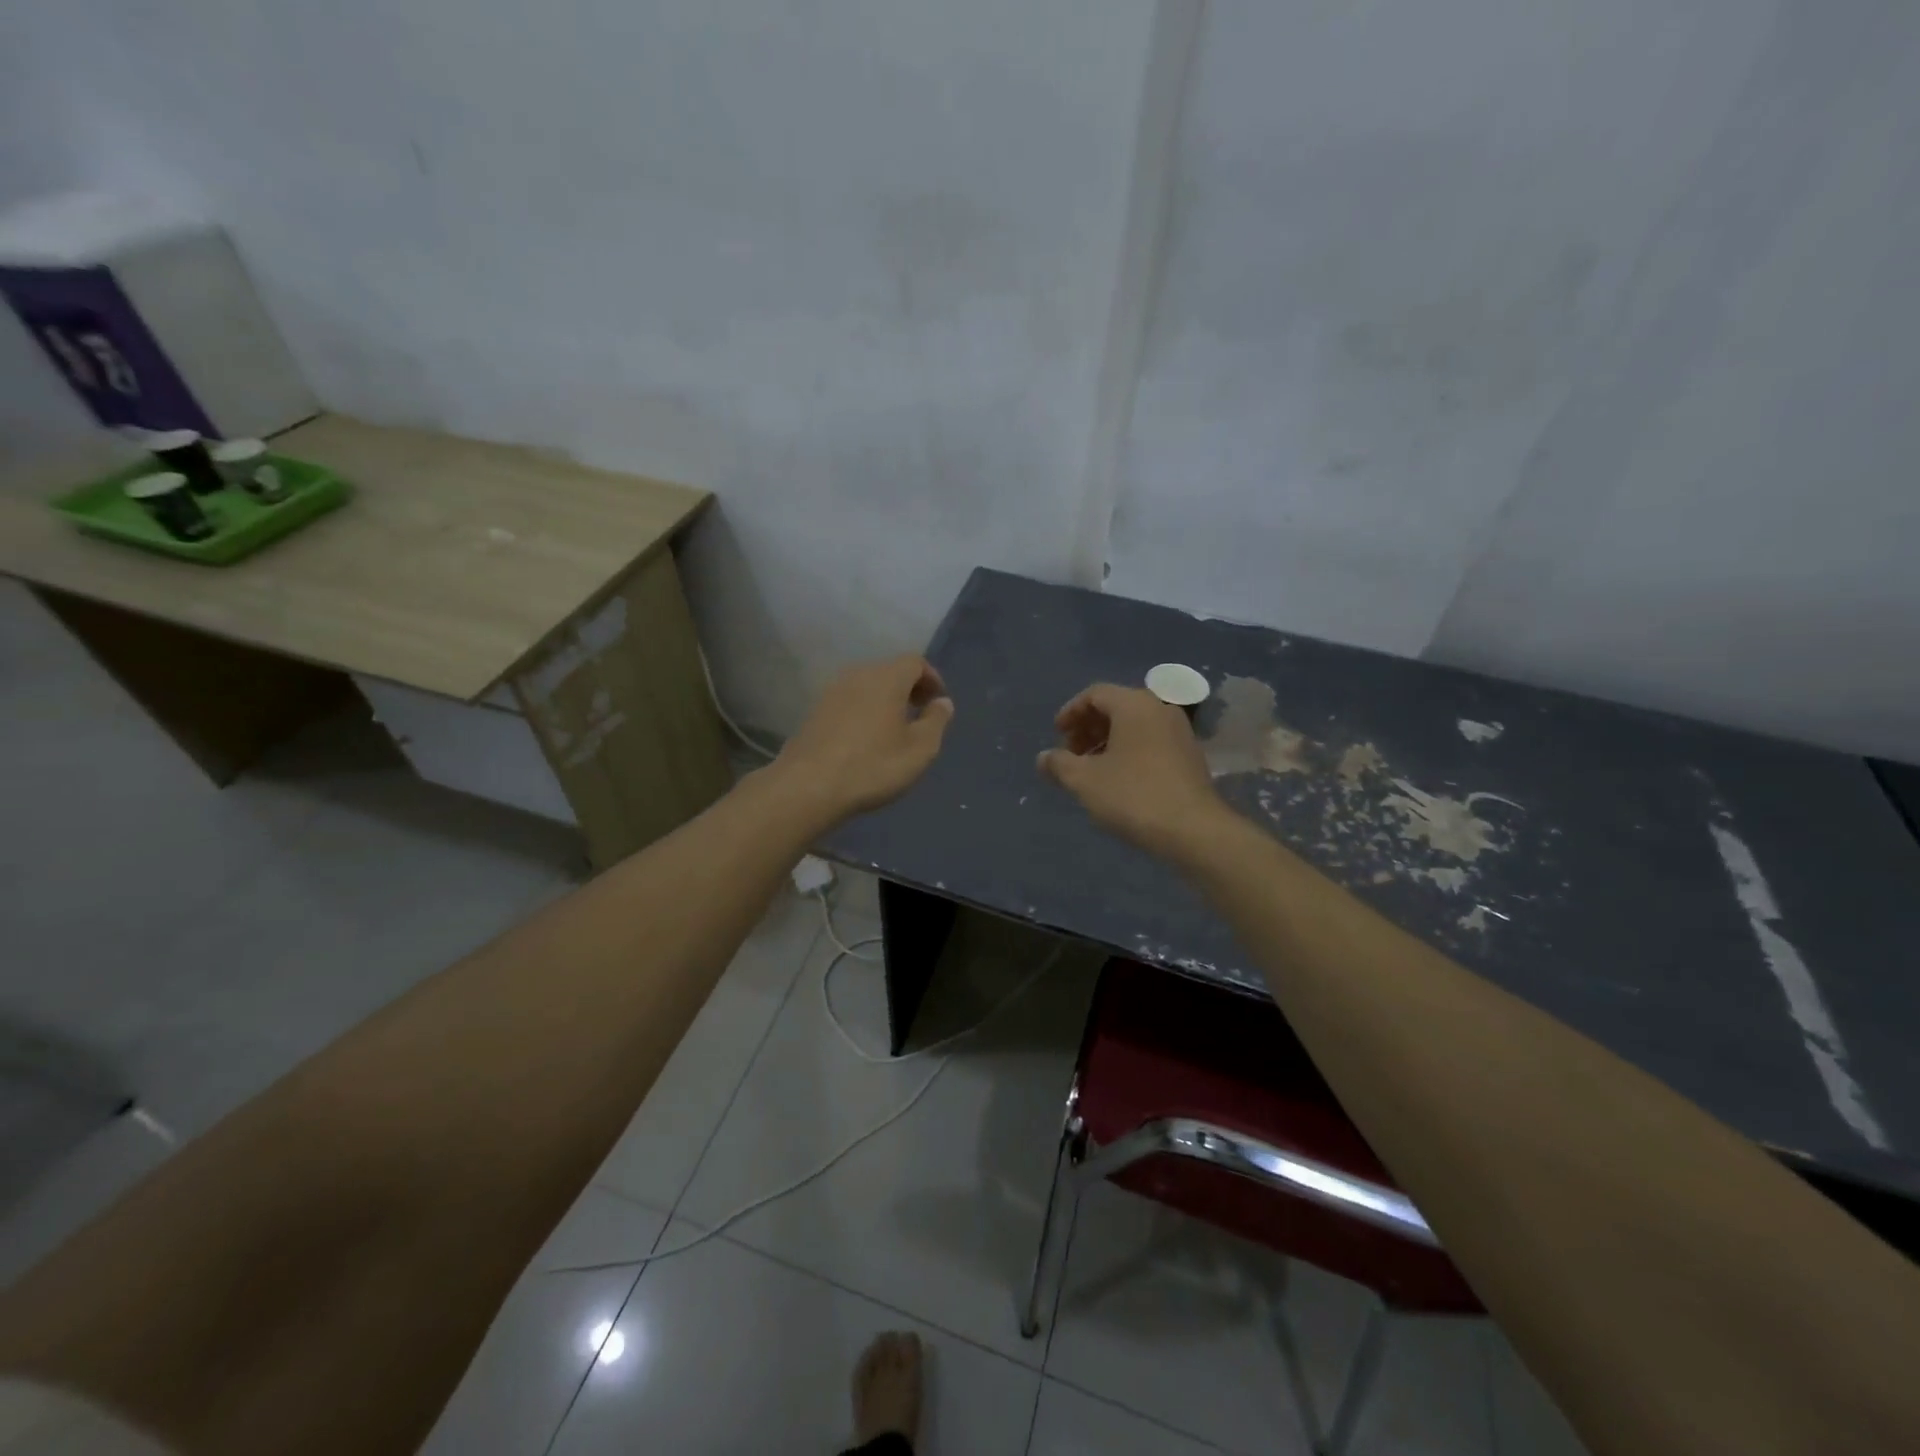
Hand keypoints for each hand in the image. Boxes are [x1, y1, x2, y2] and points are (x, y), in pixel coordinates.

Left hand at [776, 655, 954, 820]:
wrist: (808, 786)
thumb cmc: (873, 766)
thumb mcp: (919, 749)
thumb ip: (936, 721)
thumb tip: (942, 702)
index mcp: (887, 678)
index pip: (915, 662)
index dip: (931, 678)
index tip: (938, 703)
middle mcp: (858, 675)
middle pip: (889, 671)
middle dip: (909, 688)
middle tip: (919, 714)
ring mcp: (832, 692)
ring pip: (867, 685)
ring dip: (885, 700)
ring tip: (894, 728)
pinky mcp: (815, 711)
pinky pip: (849, 701)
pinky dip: (864, 710)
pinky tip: (866, 738)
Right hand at [1037, 683, 1229, 860]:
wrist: (1194, 830)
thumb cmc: (1133, 796)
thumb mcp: (1084, 780)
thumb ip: (1059, 764)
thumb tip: (1043, 758)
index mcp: (1134, 704)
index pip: (1095, 694)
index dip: (1070, 712)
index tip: (1056, 735)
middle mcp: (1160, 708)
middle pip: (1116, 707)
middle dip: (1088, 728)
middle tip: (1071, 755)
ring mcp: (1180, 732)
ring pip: (1134, 726)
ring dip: (1107, 742)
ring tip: (1091, 770)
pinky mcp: (1190, 755)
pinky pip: (1151, 741)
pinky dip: (1129, 751)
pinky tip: (1118, 780)